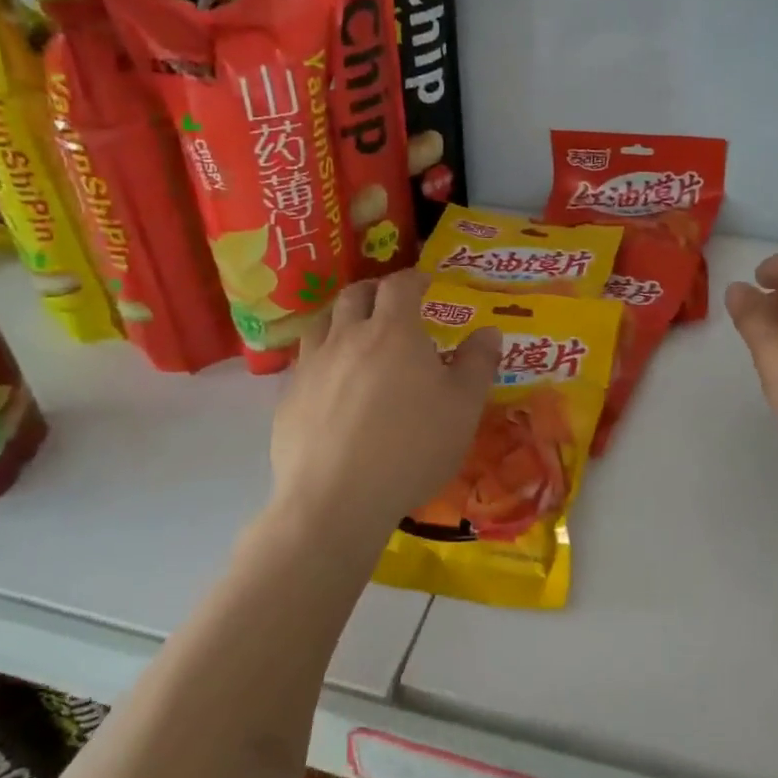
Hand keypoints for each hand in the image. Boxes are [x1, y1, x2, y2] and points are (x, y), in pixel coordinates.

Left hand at [270, 269, 499, 539]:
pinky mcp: (289, 398)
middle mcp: (347, 337)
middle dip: (375, 291)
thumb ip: (478, 363)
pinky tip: (331, 382)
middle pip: (355, 295)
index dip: (413, 278)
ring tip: (355, 331)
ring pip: (322, 323)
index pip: (400, 286)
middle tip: (390, 302)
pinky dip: (322, 357)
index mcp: (393, 332)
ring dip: (341, 317)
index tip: (425, 282)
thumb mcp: (463, 407)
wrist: (336, 499)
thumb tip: (489, 331)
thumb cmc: (412, 447)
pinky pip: (305, 362)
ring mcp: (312, 366)